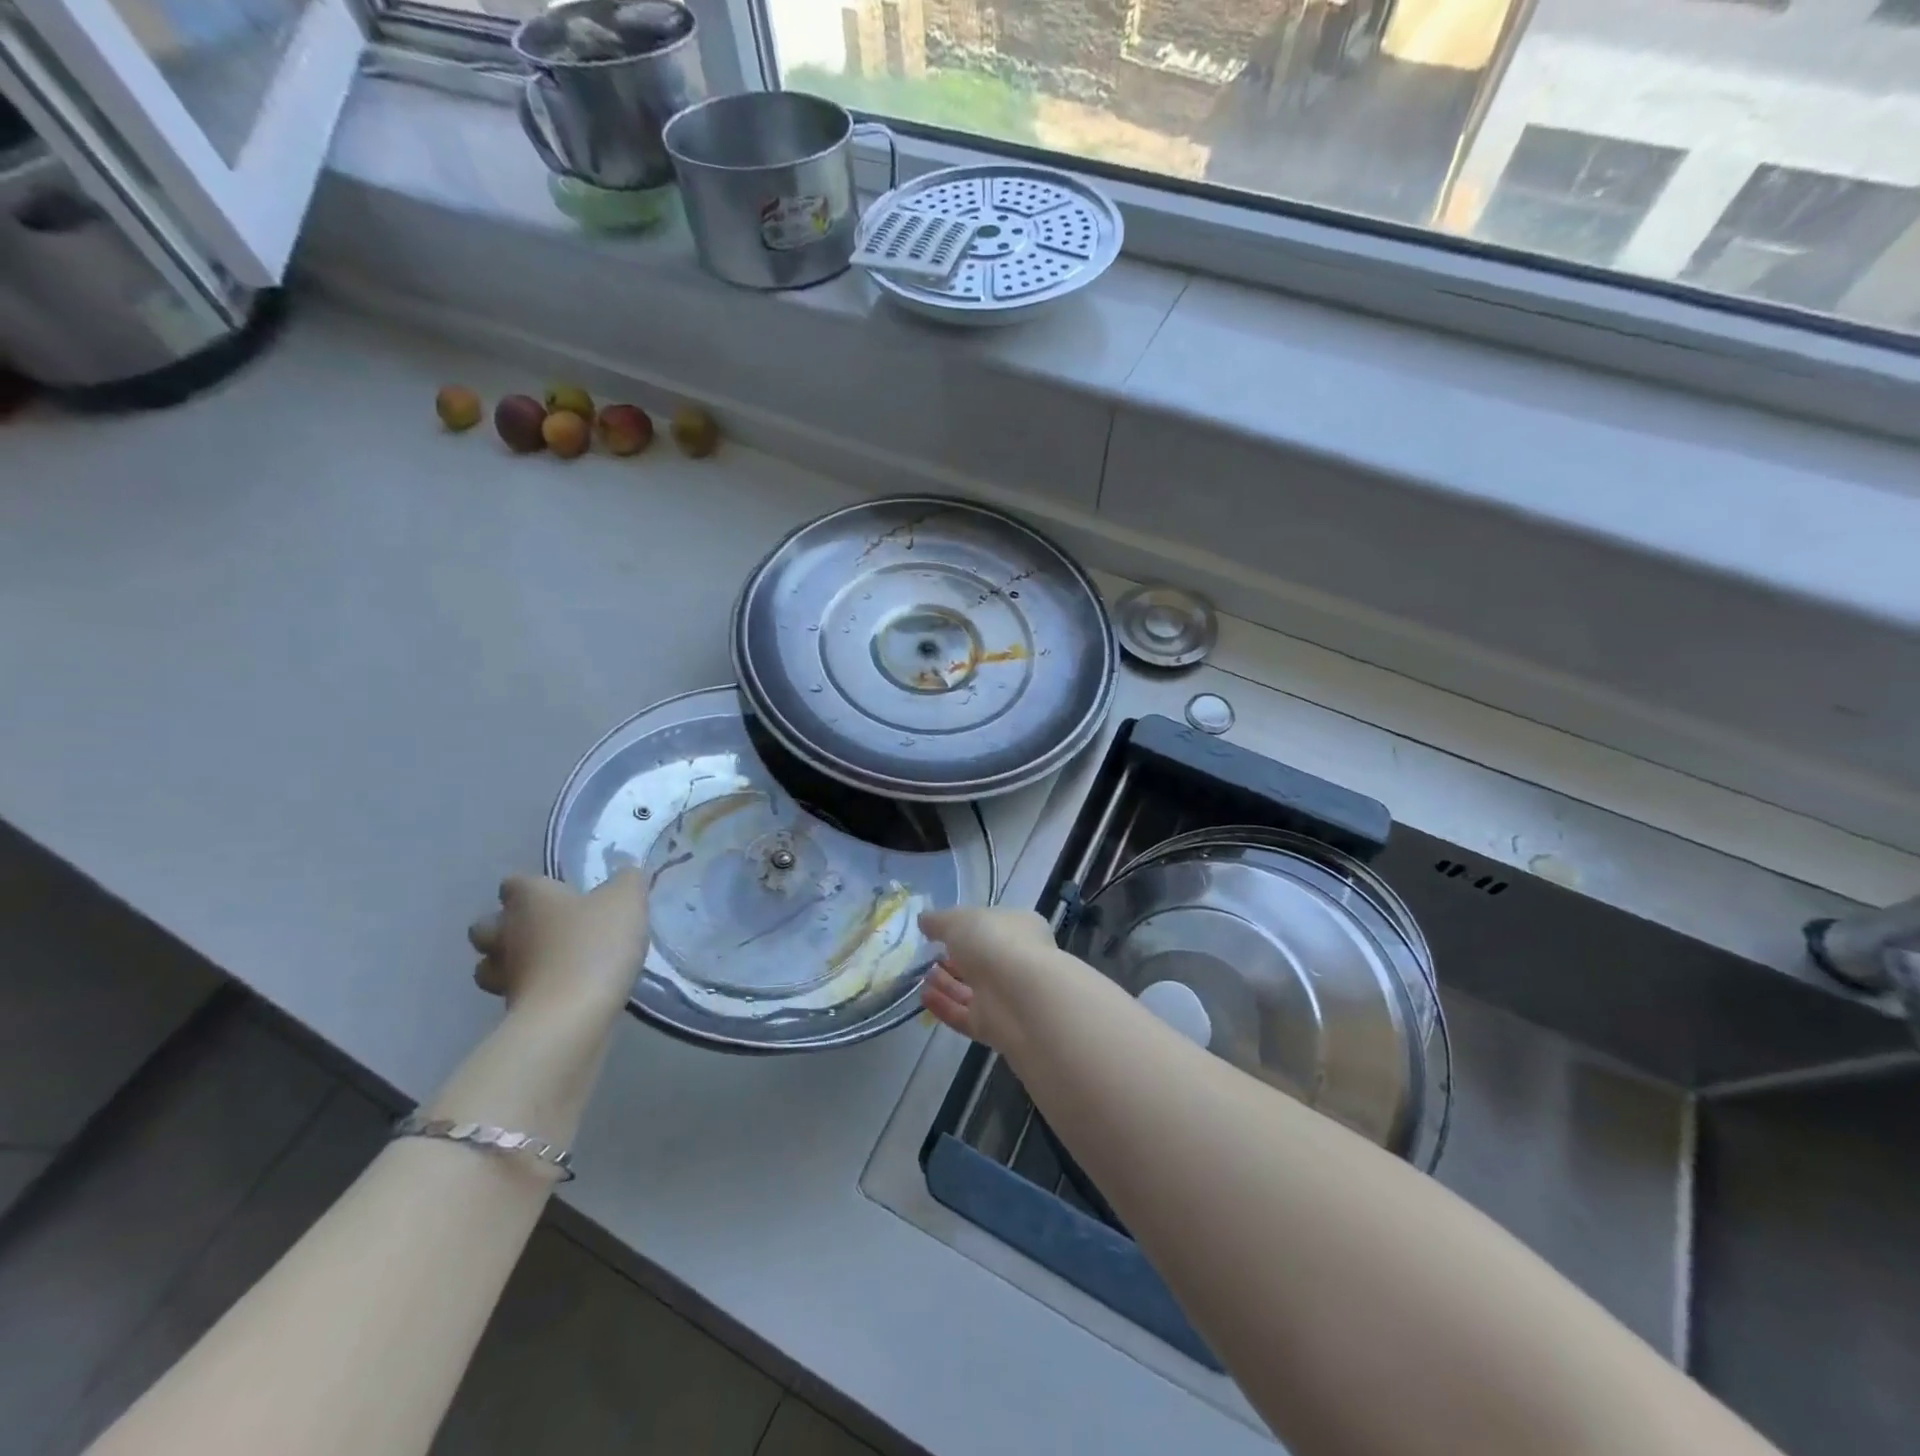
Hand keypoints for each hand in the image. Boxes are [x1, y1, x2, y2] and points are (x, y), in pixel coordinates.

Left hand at [468, 871, 648, 1022]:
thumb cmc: (595, 944)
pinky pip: (513, 994)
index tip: (556, 893)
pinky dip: (529, 991)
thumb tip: (625, 873)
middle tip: (544, 930)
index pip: (514, 883)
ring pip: (490, 964)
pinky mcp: (509, 1009)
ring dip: (509, 963)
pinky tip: (558, 992)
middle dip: (505, 927)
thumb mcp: (626, 901)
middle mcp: (506, 932)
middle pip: (486, 925)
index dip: (531, 887)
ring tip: (545, 964)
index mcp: (529, 899)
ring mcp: (503, 974)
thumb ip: (626, 881)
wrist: (572, 1013)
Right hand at [919, 906, 1058, 1053]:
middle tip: (928, 956)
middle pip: (981, 960)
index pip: (992, 926)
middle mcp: (1016, 962)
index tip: (939, 931)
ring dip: (946, 983)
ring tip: (922, 976)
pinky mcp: (994, 1027)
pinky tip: (924, 997)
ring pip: (972, 990)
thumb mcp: (959, 920)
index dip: (966, 927)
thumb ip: (939, 920)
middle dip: (953, 959)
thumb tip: (924, 920)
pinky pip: (964, 1015)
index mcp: (1019, 928)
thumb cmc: (994, 943)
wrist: (1020, 998)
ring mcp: (1006, 996)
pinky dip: (944, 1007)